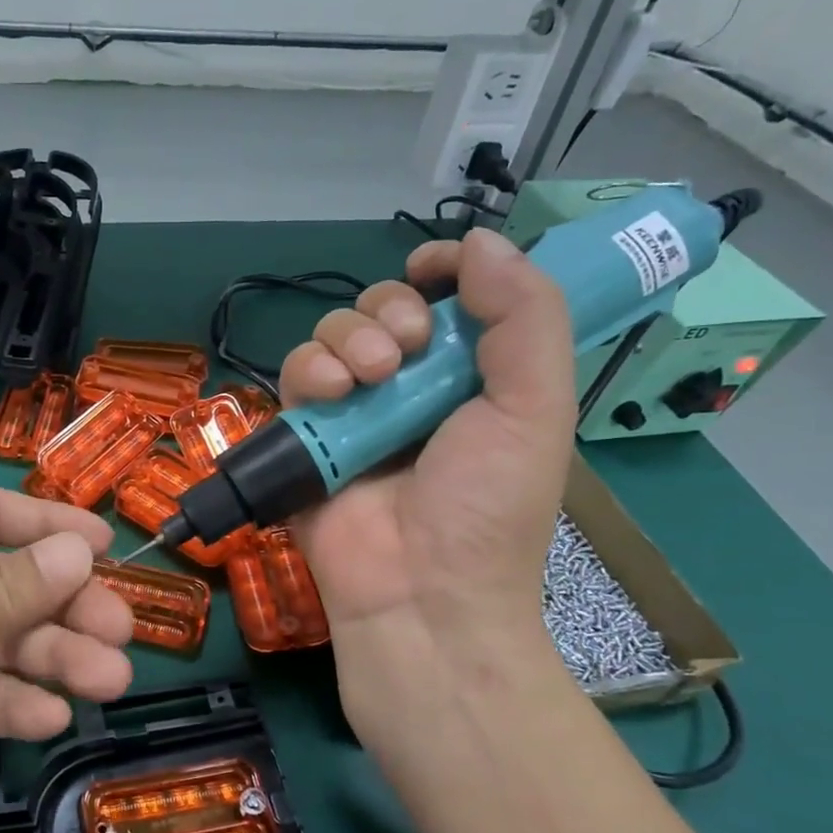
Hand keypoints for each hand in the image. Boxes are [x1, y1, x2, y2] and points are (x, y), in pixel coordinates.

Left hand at [0, 489, 133, 832]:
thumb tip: (82, 553)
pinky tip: (47, 718)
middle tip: (121, 633)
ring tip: (109, 680)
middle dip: (67, 609)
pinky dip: (16, 703)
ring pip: (7, 643)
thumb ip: (12, 587)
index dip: (53, 528)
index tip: (109, 548)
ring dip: (57, 660)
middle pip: (13, 585)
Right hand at [278, 229, 576, 720]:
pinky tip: (334, 395)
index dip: (440, 270)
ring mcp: (353, 411)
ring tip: (372, 379)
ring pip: (333, 333)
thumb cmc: (488, 506)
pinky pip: (295, 374)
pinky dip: (311, 371)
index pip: (447, 298)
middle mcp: (410, 387)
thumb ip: (526, 316)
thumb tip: (482, 241)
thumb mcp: (536, 409)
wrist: (420, 592)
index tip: (433, 266)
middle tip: (408, 350)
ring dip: (350, 338)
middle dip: (391, 310)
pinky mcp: (306, 435)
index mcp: (470, 377)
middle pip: (382, 307)